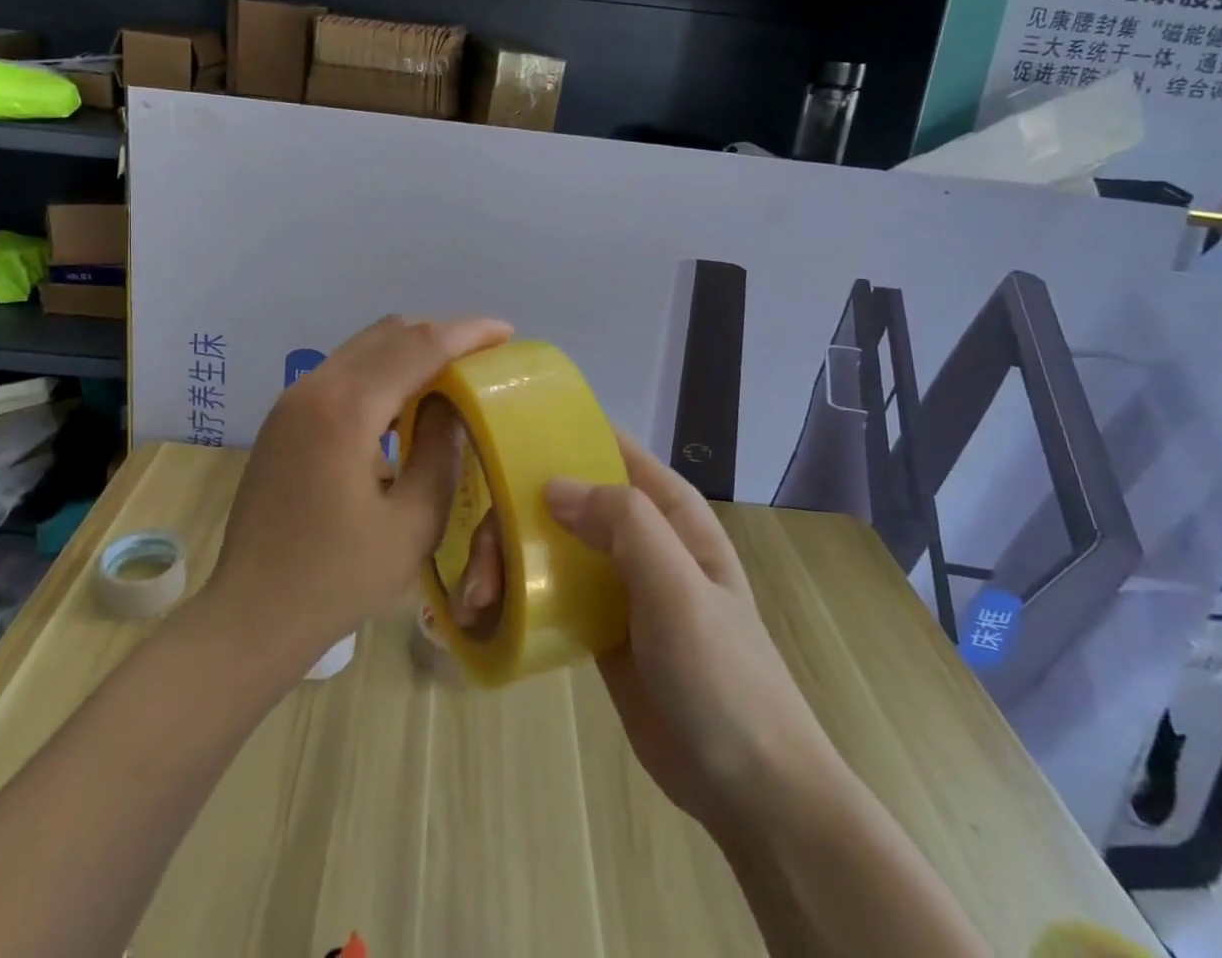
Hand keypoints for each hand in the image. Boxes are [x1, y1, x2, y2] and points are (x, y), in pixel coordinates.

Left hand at [204, 314, 511, 673]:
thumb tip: (453, 404)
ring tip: (452, 374)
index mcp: (346, 409)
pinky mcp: (284, 417)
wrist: (250, 615)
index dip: (467, 333)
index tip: (506, 332)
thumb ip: (441, 452)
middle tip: (483, 355)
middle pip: (388, 334)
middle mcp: (315, 387)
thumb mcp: (412, 523)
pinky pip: (342, 371)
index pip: (418, 346)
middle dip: (441, 334)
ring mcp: (292, 399)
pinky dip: (381, 370)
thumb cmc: (337, 578)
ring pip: (363, 347)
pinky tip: (405, 401)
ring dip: (409, 350)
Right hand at [453, 430, 837, 836]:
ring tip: (475, 601)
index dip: (558, 434)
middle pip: (561, 498)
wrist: (746, 787)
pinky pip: (544, 592)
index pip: (609, 447)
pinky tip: (481, 616)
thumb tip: (551, 485)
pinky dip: (510, 596)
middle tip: (483, 563)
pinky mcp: (593, 624)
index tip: (499, 439)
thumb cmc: (721, 674)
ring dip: (503, 560)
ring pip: (545, 543)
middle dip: (512, 518)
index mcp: (668, 510)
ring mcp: (614, 581)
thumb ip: (624, 523)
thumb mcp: (678, 588)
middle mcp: (637, 535)